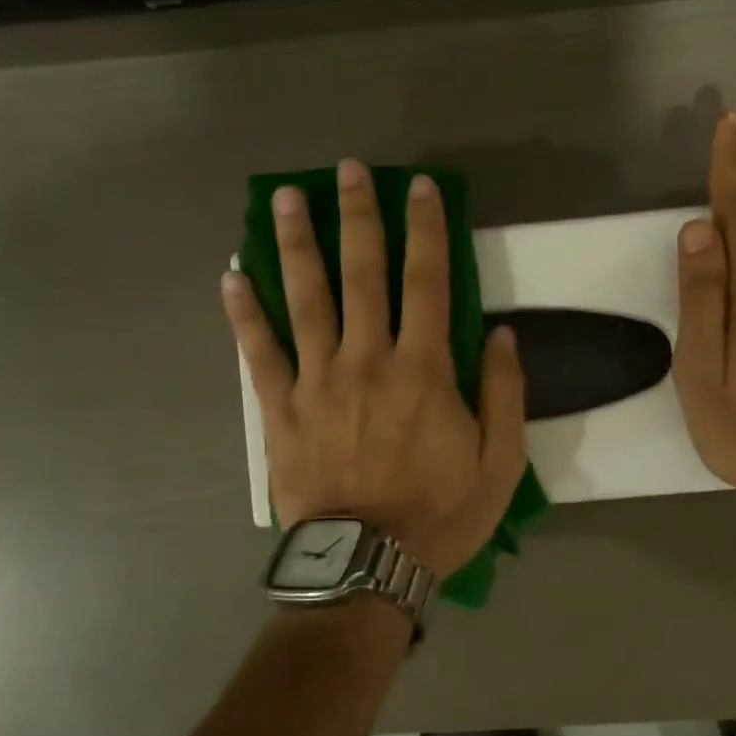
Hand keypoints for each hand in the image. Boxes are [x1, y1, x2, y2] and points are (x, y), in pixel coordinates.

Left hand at [223, 159, 527, 576]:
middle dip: (358, 216)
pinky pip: (259, 353)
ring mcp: (317, 381)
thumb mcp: (501, 463)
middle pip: (361, 274)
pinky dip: (244, 313)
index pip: (428, 281)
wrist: (367, 565)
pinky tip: (231, 276)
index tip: (419, 187)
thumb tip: (502, 334)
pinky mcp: (280, 410)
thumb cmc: (440, 515)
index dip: (426, 229)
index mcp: (423, 369)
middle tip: (348, 170)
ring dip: (295, 244)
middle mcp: (367, 360)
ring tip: (285, 199)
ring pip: (304, 299)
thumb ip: (504, 393)